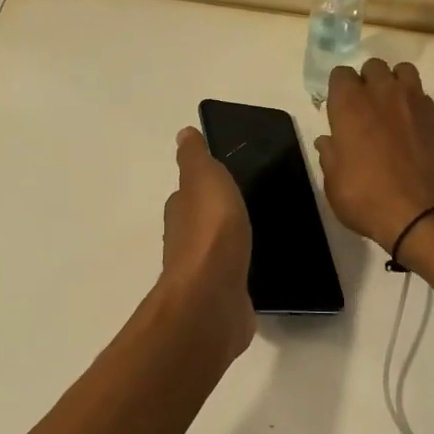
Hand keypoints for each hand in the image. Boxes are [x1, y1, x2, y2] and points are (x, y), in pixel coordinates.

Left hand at [158, 127, 254, 359]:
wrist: (212, 298)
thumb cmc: (210, 232)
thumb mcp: (204, 179)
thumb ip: (195, 159)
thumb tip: (183, 134)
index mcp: (180, 213)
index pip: (186, 195)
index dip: (198, 186)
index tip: (218, 180)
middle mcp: (184, 243)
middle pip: (197, 225)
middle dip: (212, 217)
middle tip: (239, 207)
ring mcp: (203, 274)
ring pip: (214, 253)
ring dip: (226, 246)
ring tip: (251, 237)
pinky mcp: (222, 299)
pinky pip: (231, 279)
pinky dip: (237, 273)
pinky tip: (253, 272)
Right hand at [316, 59, 433, 249]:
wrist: (425, 214)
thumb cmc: (368, 199)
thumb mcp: (334, 184)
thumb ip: (330, 156)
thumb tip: (327, 141)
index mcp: (350, 104)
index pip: (340, 74)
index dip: (339, 89)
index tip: (339, 109)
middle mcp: (382, 93)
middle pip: (373, 66)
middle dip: (368, 81)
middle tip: (366, 108)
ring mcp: (415, 102)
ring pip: (404, 72)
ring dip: (395, 84)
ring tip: (393, 109)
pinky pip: (424, 97)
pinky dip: (416, 106)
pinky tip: (414, 130)